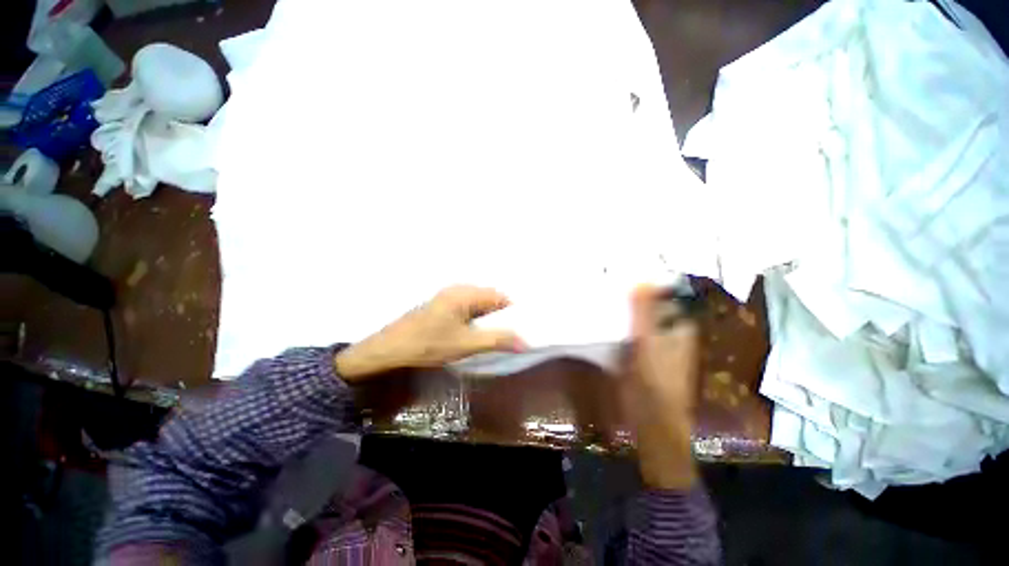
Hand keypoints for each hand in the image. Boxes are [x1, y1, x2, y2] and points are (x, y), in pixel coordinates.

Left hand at [334, 285, 526, 380]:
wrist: (389, 349)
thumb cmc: (429, 344)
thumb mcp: (466, 344)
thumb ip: (497, 340)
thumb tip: (525, 341)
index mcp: (466, 293)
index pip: (500, 297)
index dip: (512, 313)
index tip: (516, 330)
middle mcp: (458, 288)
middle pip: (490, 298)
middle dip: (499, 316)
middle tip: (503, 335)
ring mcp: (448, 295)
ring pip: (478, 303)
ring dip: (486, 318)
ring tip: (488, 336)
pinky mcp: (441, 303)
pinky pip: (467, 306)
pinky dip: (474, 317)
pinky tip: (470, 332)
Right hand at [624, 285, 700, 489]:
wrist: (652, 420)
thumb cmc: (654, 382)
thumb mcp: (648, 344)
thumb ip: (644, 313)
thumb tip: (641, 280)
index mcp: (680, 325)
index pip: (668, 293)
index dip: (650, 279)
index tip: (627, 266)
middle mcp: (671, 330)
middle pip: (653, 302)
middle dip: (635, 290)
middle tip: (611, 277)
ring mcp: (656, 341)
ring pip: (641, 315)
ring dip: (627, 305)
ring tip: (606, 291)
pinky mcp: (642, 351)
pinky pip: (632, 328)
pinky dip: (622, 320)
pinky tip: (607, 315)